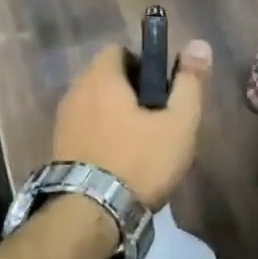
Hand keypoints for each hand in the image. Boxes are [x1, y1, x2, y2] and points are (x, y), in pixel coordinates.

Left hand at [51, 37, 213, 208]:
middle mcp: (75, 92)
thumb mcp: (178, 122)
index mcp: (101, 78)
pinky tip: (119, 162)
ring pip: (95, 106)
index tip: (162, 90)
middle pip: (106, 79)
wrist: (91, 214)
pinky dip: (102, 136)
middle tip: (157, 120)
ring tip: (141, 145)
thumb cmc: (139, 161)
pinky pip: (85, 129)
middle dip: (131, 92)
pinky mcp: (58, 148)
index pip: (119, 50)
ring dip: (116, 116)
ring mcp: (62, 121)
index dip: (144, 63)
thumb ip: (189, 82)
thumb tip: (199, 44)